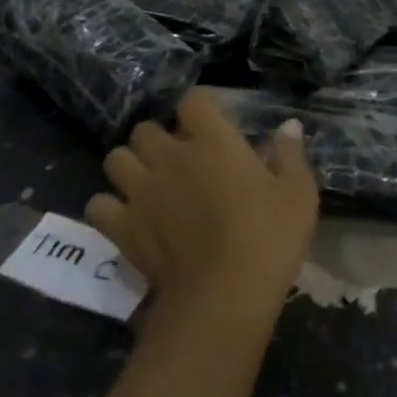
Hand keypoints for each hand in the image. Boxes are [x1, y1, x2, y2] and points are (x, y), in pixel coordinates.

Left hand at [88, 89, 318, 319]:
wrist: (224, 295)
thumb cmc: (268, 237)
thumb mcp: (298, 194)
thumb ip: (289, 155)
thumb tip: (289, 125)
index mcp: (213, 140)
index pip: (193, 101)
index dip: (199, 105)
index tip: (210, 118)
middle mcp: (170, 156)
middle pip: (145, 129)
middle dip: (158, 138)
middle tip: (177, 158)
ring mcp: (141, 190)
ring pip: (116, 158)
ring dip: (129, 165)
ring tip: (146, 182)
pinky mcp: (123, 226)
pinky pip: (98, 204)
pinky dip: (108, 207)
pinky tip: (126, 217)